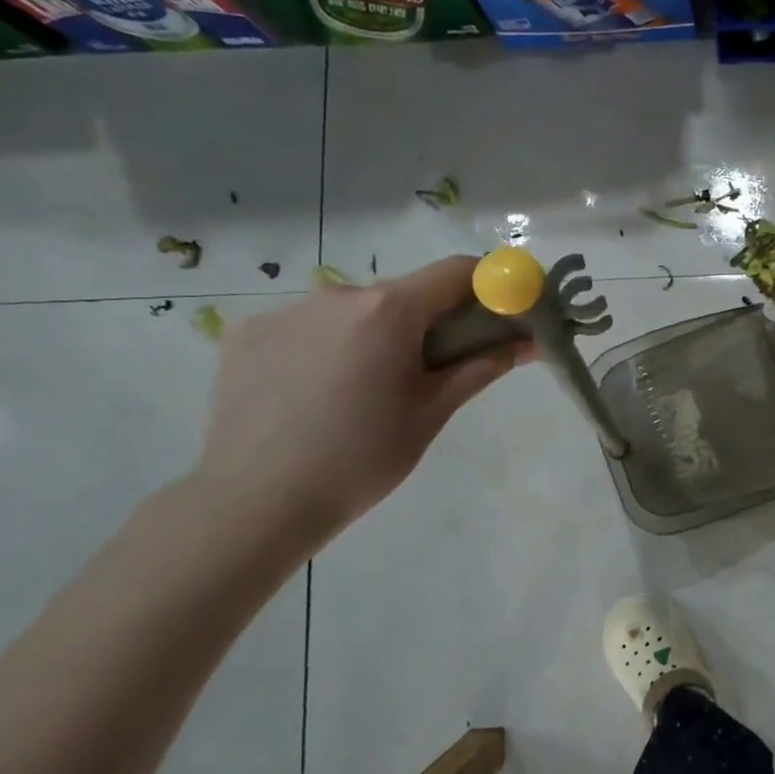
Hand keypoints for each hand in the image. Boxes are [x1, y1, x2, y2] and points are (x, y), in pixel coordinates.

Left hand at [191, 257, 531, 543]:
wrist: (255, 502)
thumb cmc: (363, 457)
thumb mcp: (432, 412)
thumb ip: (481, 367)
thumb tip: (527, 342)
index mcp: (388, 311)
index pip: (456, 271)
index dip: (488, 286)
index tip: (501, 314)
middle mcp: (336, 295)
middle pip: (404, 293)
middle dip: (430, 321)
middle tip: (434, 371)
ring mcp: (285, 311)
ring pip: (354, 312)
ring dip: (376, 335)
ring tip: (365, 393)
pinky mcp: (247, 334)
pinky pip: (309, 328)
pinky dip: (328, 348)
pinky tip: (317, 396)